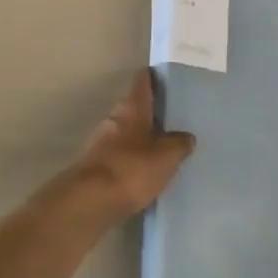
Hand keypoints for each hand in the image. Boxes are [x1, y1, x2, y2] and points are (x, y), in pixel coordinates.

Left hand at [69, 70, 194, 215]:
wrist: (91, 201)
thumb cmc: (132, 169)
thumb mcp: (166, 156)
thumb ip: (178, 144)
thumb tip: (186, 136)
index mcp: (132, 108)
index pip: (141, 81)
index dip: (153, 77)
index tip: (166, 76)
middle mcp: (114, 118)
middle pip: (133, 106)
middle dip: (150, 109)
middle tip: (172, 115)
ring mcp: (102, 142)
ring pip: (126, 130)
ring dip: (141, 134)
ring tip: (164, 143)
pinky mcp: (97, 165)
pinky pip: (121, 153)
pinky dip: (133, 156)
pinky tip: (147, 167)